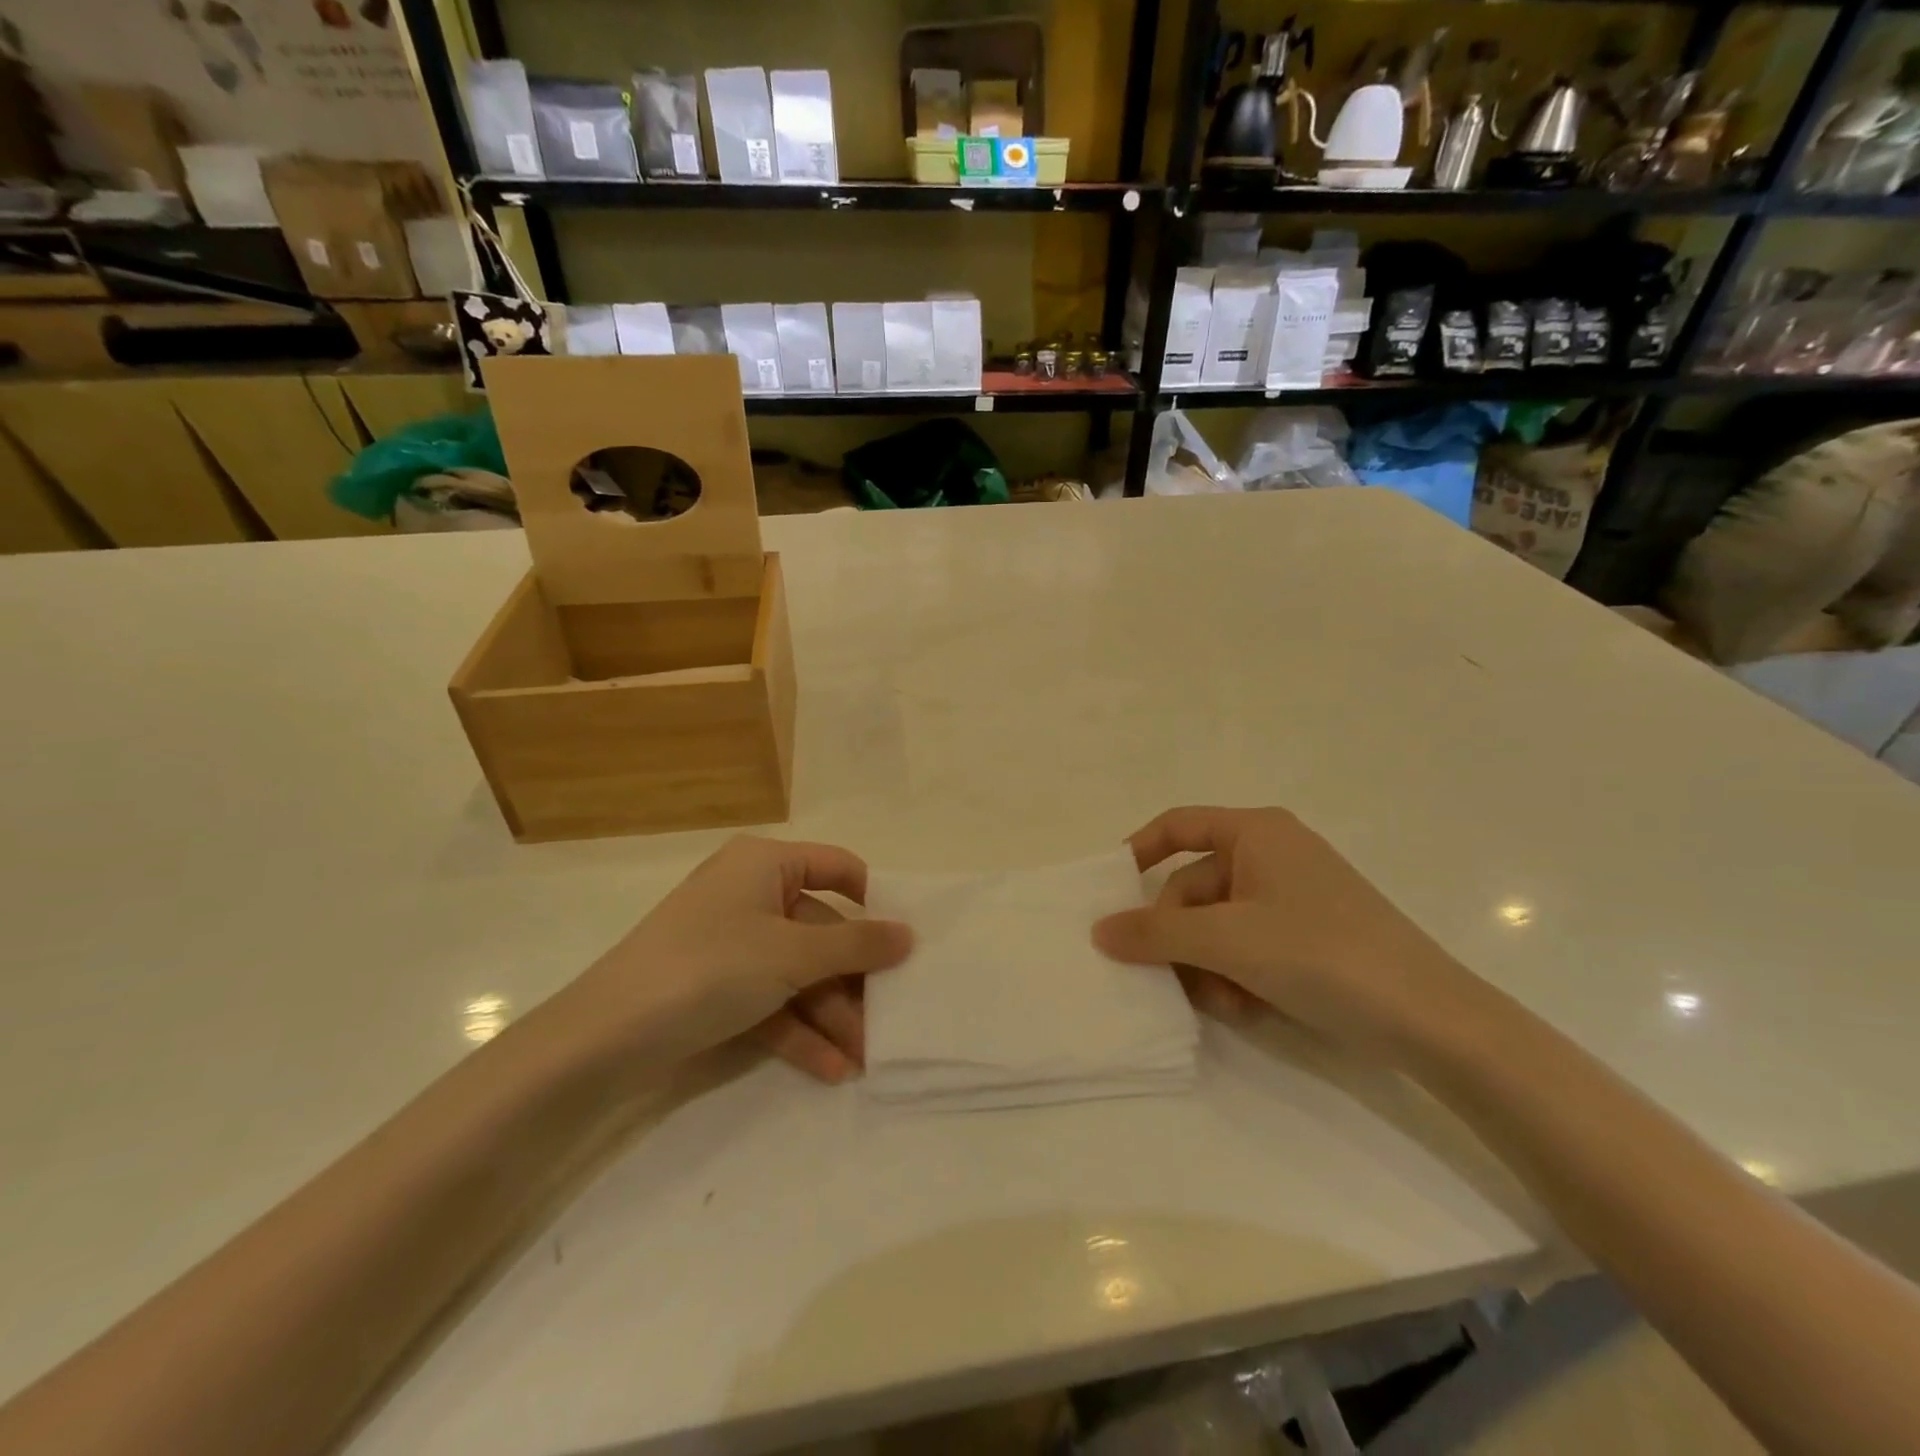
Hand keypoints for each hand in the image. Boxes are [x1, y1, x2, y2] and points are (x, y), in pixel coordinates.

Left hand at [555, 835, 912, 1077]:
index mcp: (765, 864)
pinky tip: (831, 1069)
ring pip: (797, 973)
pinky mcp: (717, 987)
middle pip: (820, 930)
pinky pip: (770, 1001)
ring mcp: (732, 943)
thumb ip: (856, 945)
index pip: (837, 867)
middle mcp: (750, 894)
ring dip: (831, 1014)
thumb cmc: (710, 967)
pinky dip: (798, 1031)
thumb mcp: (792, 954)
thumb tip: (909, 934)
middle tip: (889, 1020)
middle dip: (852, 981)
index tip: (902, 941)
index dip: (872, 901)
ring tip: (864, 1058)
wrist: (603, 1038)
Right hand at [1093, 807, 1476, 1060]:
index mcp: (1256, 833)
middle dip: (1181, 938)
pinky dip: (1236, 975)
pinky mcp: (1308, 936)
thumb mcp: (1227, 940)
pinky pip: (1247, 946)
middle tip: (1174, 981)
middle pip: (1193, 887)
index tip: (1109, 894)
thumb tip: (1099, 930)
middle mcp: (1272, 855)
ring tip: (1222, 1004)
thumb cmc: (1321, 954)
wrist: (1431, 1020)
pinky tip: (1247, 1010)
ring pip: (1217, 925)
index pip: (1177, 826)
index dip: (1137, 851)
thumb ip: (1156, 932)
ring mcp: (1292, 897)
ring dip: (1207, 966)